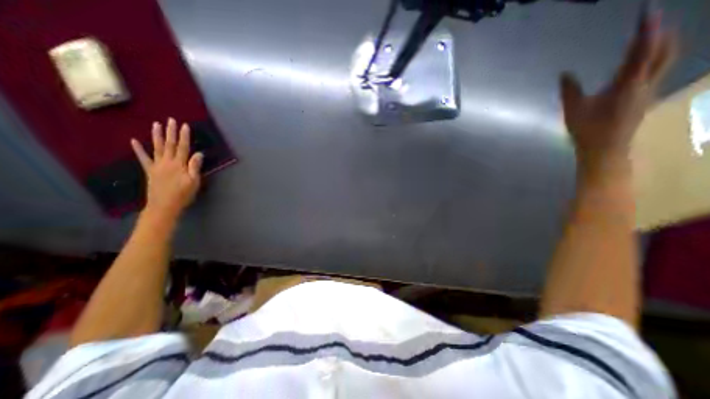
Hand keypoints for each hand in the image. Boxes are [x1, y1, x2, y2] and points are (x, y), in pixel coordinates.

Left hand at [131, 117, 201, 222]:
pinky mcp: (150, 171)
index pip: (183, 147)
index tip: (185, 125)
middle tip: (171, 120)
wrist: (164, 206)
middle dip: (171, 132)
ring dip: (157, 136)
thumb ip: (195, 167)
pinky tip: (134, 141)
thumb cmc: (183, 194)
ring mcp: (157, 165)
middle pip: (170, 144)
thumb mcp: (194, 182)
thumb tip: (198, 153)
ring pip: (157, 148)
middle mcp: (167, 162)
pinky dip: (138, 149)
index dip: (184, 136)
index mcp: (179, 165)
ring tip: (156, 124)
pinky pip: (143, 158)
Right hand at [561, 11, 675, 173]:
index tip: (647, 12)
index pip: (643, 49)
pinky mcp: (643, 99)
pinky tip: (641, 64)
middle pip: (665, 51)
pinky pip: (656, 72)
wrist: (604, 149)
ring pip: (664, 61)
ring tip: (648, 38)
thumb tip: (565, 73)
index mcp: (628, 84)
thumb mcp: (573, 110)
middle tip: (649, 23)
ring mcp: (648, 92)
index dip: (647, 29)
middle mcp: (645, 83)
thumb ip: (570, 90)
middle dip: (661, 33)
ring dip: (660, 46)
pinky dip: (653, 60)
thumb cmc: (588, 130)